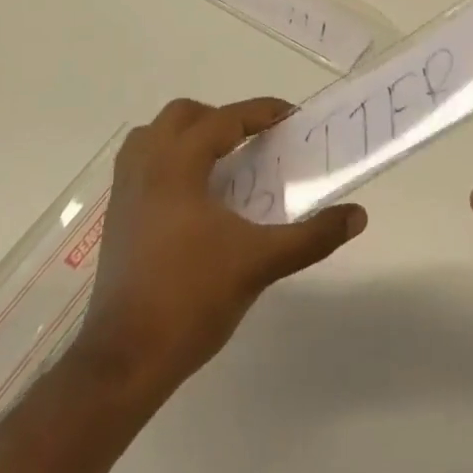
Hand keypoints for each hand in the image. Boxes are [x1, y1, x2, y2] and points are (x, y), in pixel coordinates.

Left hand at [74, 97, 366, 395]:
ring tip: (220, 162)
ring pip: (154, 135)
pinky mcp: (115, 217)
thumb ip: (311, 237)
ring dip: (188, 135)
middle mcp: (146, 165)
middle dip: (221, 118)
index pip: (224, 119)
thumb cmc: (191, 299)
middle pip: (183, 115)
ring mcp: (124, 190)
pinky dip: (168, 160)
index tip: (291, 117)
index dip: (261, 112)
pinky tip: (191, 196)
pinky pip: (140, 163)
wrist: (124, 360)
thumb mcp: (260, 263)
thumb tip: (358, 215)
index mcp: (178, 164)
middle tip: (253, 141)